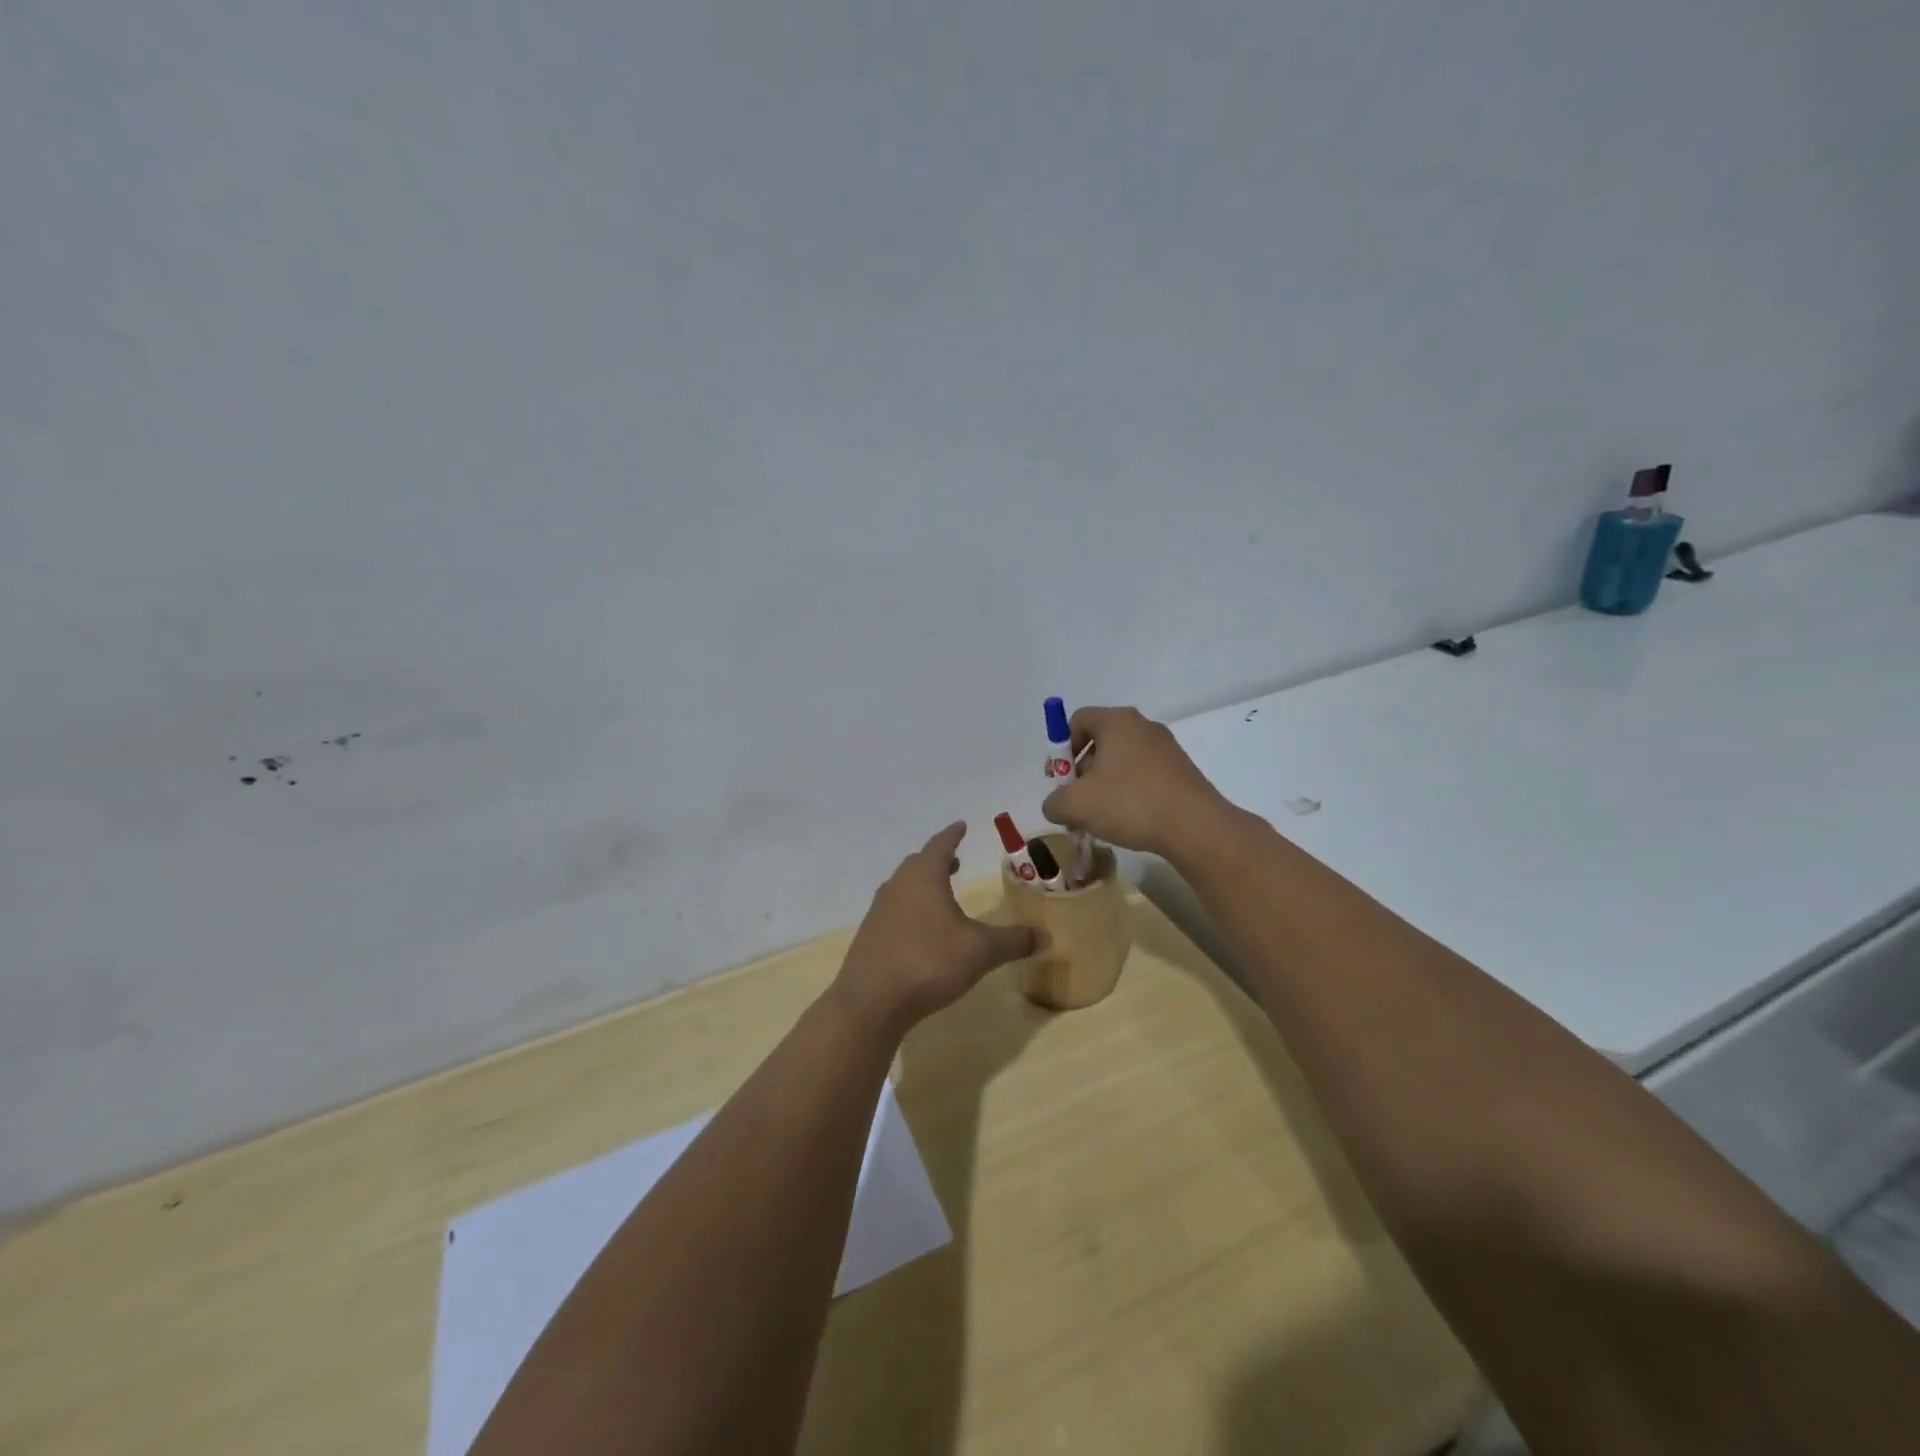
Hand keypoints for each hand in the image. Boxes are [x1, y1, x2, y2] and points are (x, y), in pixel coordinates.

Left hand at [834, 822, 1037, 1034]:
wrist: (871, 1001)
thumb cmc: (929, 961)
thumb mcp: (980, 951)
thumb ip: (1013, 941)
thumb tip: (1045, 936)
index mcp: (923, 877)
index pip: (940, 845)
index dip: (952, 835)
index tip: (961, 826)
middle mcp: (897, 886)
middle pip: (918, 864)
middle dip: (937, 860)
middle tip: (955, 862)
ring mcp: (879, 911)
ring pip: (903, 887)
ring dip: (922, 886)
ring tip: (941, 896)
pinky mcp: (870, 936)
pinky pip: (894, 911)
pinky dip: (910, 910)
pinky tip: (921, 931)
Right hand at [1041, 706, 1230, 857]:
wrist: (1195, 827)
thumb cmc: (1130, 803)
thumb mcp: (1076, 805)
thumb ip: (1054, 802)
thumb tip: (1056, 805)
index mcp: (1117, 721)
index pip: (1078, 720)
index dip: (1062, 748)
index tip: (1064, 780)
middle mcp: (1143, 726)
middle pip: (1101, 741)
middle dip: (1083, 771)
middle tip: (1079, 801)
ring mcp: (1166, 748)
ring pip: (1123, 761)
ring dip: (1106, 785)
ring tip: (1103, 817)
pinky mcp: (1182, 771)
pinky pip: (1144, 775)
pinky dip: (1131, 793)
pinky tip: (1130, 820)